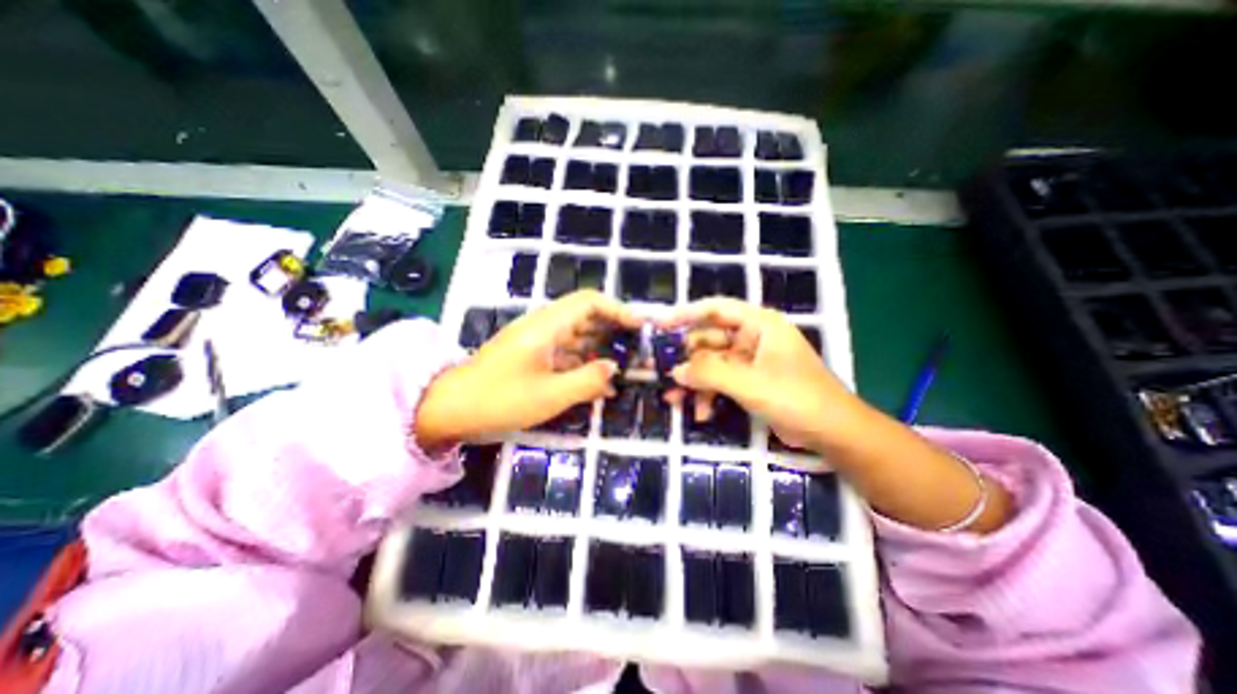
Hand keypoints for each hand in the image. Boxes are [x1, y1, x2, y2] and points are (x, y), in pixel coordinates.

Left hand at [417, 291, 642, 445]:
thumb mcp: (550, 395)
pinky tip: (598, 382)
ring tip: (624, 368)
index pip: (589, 302)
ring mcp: (537, 340)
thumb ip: (588, 380)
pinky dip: (584, 363)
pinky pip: (566, 352)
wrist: (449, 408)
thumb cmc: (499, 399)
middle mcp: (543, 326)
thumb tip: (614, 368)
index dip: (617, 309)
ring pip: (578, 335)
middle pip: (586, 316)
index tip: (640, 327)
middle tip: (637, 350)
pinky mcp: (532, 355)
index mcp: (547, 326)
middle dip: (614, 330)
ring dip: (601, 348)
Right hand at [663, 298, 862, 455]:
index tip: (660, 325)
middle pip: (709, 339)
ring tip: (675, 400)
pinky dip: (708, 394)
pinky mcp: (749, 381)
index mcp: (759, 324)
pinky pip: (720, 381)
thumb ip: (710, 373)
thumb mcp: (750, 384)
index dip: (686, 313)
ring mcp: (750, 361)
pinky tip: (699, 412)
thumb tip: (675, 371)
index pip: (716, 309)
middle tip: (664, 374)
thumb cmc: (797, 398)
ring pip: (712, 364)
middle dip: (688, 360)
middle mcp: (752, 337)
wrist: (833, 433)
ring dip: (695, 382)